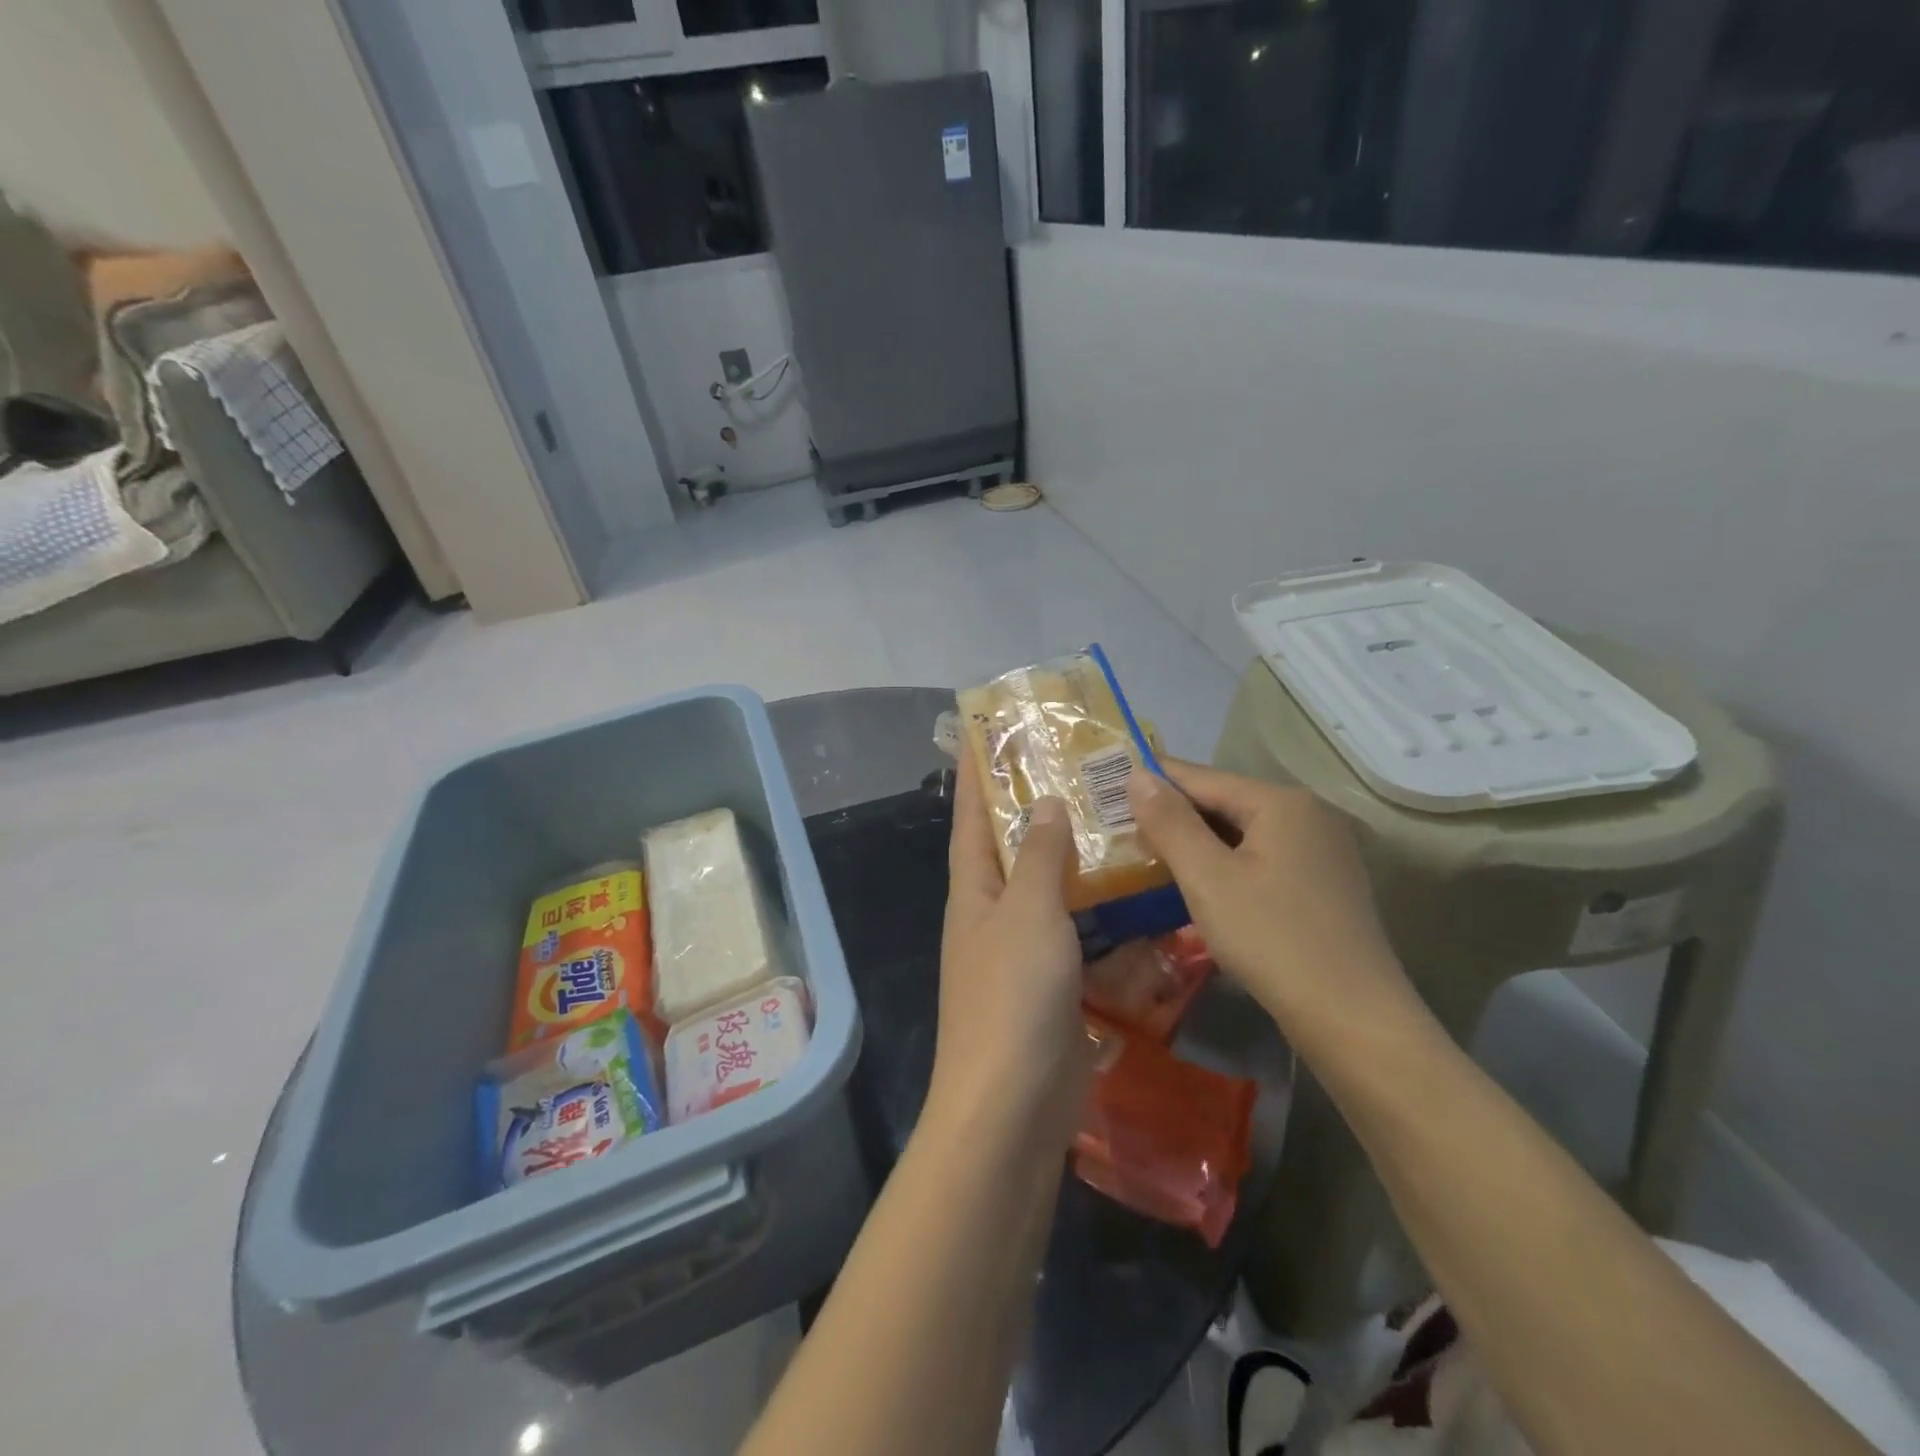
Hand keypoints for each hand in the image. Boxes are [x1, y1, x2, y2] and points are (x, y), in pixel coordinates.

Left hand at [930, 756, 1092, 1140]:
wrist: (1013, 1107)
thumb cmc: (1012, 997)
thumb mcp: (1028, 913)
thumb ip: (1041, 856)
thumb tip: (1047, 804)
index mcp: (974, 890)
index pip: (971, 817)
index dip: (976, 774)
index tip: (986, 733)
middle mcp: (994, 914)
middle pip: (1017, 849)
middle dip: (1041, 811)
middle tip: (1082, 770)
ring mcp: (1025, 953)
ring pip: (1055, 892)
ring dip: (1081, 863)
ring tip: (1120, 822)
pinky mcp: (1056, 986)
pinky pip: (1082, 937)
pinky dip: (1106, 916)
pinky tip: (1141, 897)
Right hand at [1126, 759, 1422, 1040]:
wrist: (1354, 1019)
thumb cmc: (1272, 940)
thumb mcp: (1207, 878)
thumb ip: (1169, 822)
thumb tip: (1137, 774)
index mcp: (1282, 802)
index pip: (1202, 777)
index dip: (1153, 781)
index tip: (1108, 785)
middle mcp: (1309, 814)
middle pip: (1226, 802)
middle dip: (1175, 815)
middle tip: (1122, 829)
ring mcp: (1323, 850)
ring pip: (1244, 832)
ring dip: (1199, 842)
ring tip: (1150, 855)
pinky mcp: (1326, 883)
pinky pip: (1264, 857)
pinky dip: (1228, 863)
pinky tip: (1201, 883)